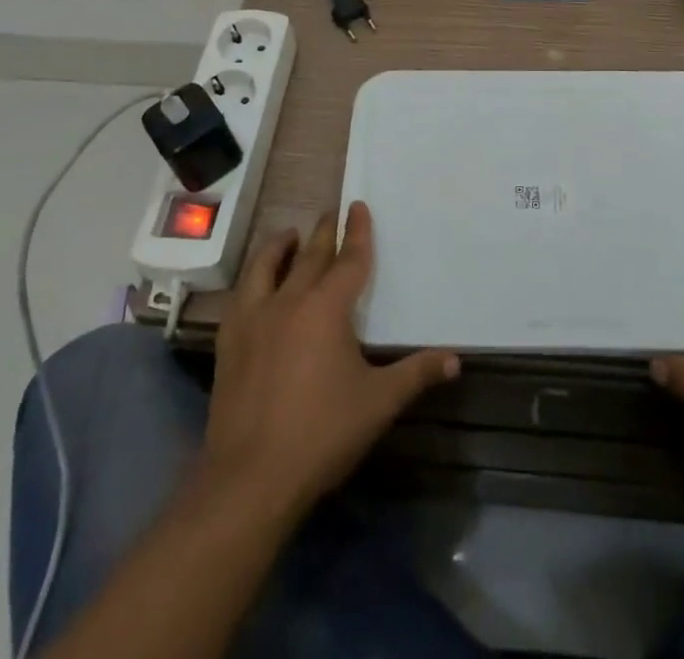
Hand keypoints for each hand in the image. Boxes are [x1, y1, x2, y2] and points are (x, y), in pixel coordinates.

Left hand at [201, 201, 458, 522]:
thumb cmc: (322, 434)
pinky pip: (240, 296)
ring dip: (279, 246)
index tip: (358, 206)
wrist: (250, 478)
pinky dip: (251, 279)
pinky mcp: (228, 342)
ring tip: (288, 234)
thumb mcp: (378, 404)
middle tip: (331, 212)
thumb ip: (416, 375)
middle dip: (323, 232)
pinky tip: (254, 287)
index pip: (349, 259)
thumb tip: (455, 360)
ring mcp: (254, 319)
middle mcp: (289, 300)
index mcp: (327, 308)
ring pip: (266, 266)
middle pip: (309, 255)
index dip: (357, 232)